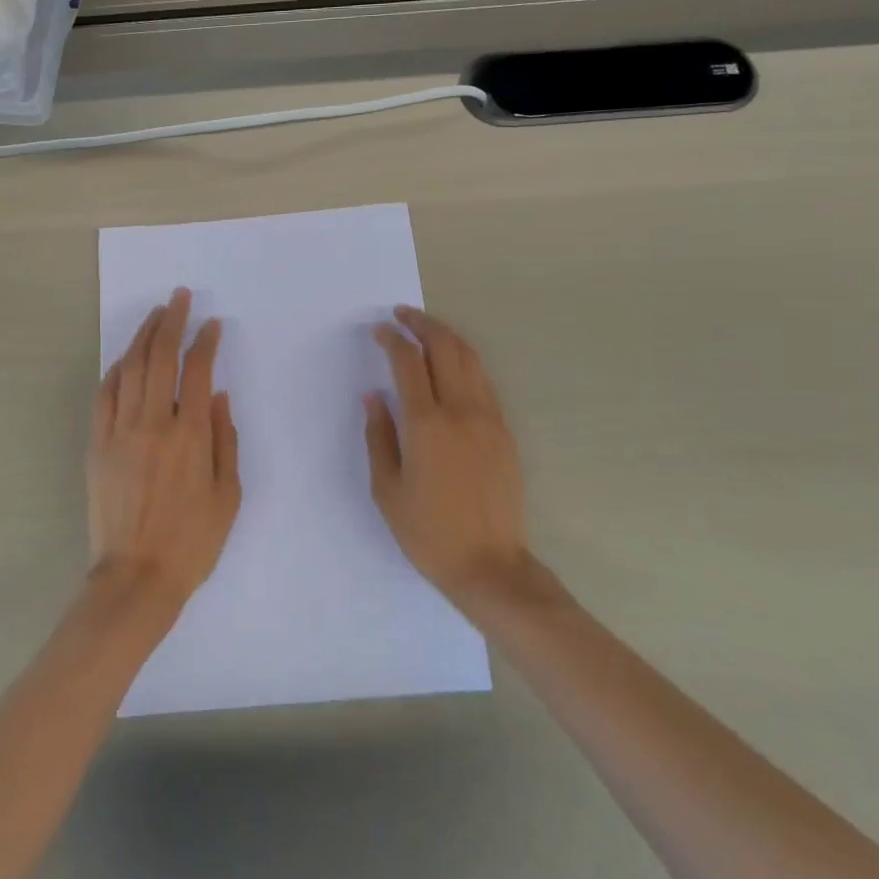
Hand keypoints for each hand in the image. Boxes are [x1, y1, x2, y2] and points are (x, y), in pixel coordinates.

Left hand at [88, 287, 241, 606]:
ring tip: (155, 316)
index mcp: (190, 436)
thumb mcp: (228, 496)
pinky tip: (124, 359)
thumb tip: (220, 397)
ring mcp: (119, 432)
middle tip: (179, 298)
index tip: (212, 324)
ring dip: (143, 337)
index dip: (206, 342)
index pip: (198, 372)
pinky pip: (104, 396)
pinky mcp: (97, 445)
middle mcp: (153, 424)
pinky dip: (115, 371)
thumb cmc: (192, 542)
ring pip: (129, 369)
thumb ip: (226, 441)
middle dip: (171, 322)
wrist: (136, 577)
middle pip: (160, 358)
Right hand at [366, 306, 535, 605]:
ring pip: (470, 359)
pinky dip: (465, 362)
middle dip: (422, 324)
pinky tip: (452, 365)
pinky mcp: (504, 432)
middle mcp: (461, 412)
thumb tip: (374, 396)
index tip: (380, 330)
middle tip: (402, 314)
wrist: (490, 565)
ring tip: (426, 329)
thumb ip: (379, 436)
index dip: (392, 339)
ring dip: (447, 336)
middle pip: (446, 348)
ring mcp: (489, 419)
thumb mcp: (387, 488)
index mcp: (426, 425)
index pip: (408, 363)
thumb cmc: (427, 532)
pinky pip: (484, 382)